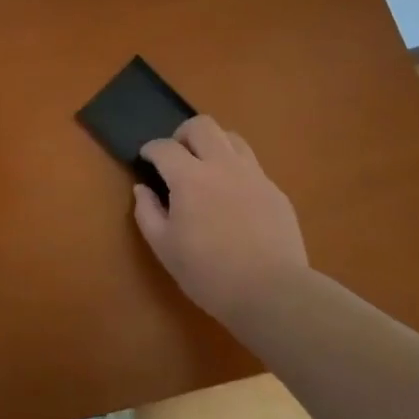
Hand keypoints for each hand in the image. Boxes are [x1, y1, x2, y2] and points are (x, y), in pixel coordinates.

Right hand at [133, 116, 310, 331]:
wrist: (272, 292)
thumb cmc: (209, 273)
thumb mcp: (164, 248)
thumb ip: (147, 213)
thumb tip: (142, 189)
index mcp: (190, 178)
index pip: (164, 147)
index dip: (151, 149)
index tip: (146, 158)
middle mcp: (222, 166)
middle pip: (202, 126)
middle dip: (183, 134)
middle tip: (177, 155)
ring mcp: (254, 176)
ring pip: (232, 138)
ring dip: (213, 144)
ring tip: (207, 168)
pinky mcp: (275, 191)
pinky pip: (252, 166)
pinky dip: (236, 170)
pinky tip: (233, 196)